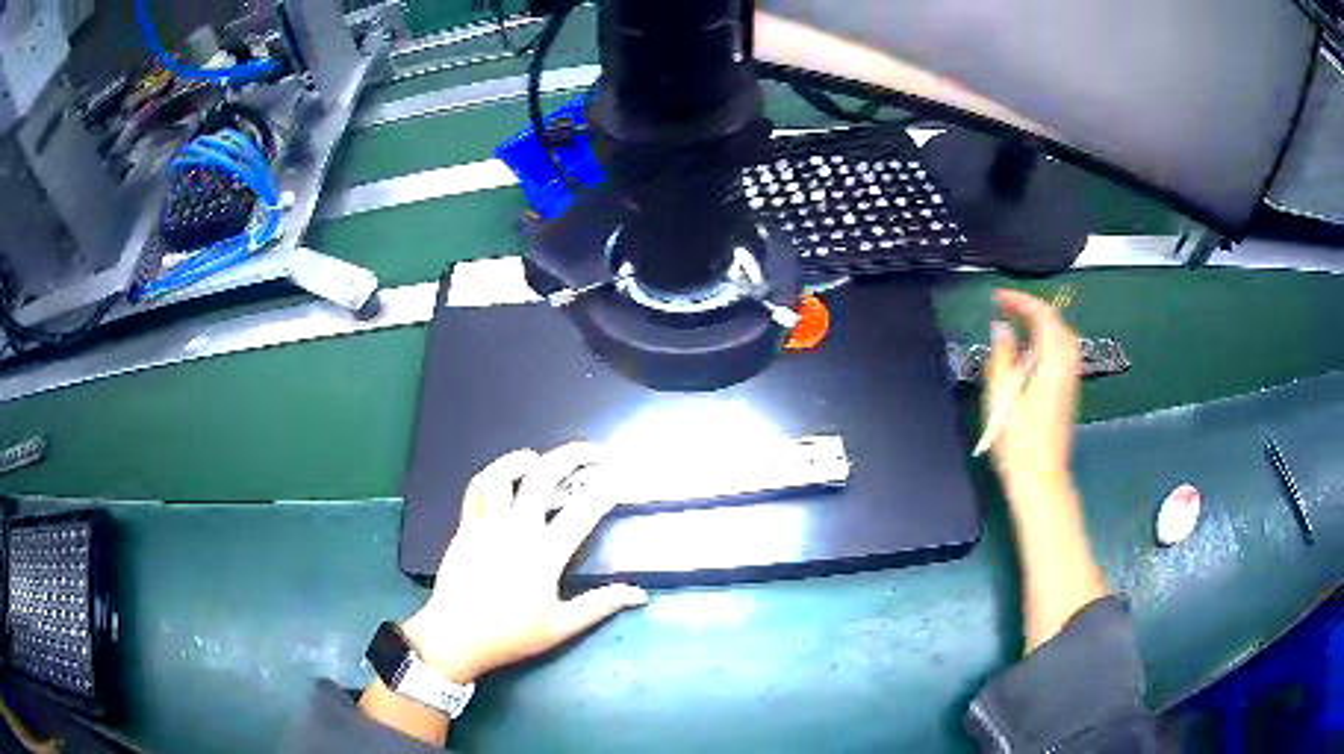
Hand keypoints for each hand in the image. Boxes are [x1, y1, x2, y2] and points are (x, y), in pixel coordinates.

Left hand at [401, 443, 647, 683]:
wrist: (455, 637)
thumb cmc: (510, 635)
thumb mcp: (560, 628)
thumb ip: (599, 606)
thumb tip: (639, 595)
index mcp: (544, 554)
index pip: (581, 513)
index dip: (603, 491)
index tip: (617, 478)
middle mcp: (516, 529)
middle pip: (543, 477)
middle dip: (571, 456)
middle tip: (591, 453)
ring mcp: (486, 525)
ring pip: (502, 474)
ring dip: (523, 460)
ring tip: (538, 460)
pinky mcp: (465, 527)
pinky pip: (475, 490)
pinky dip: (490, 476)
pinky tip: (501, 479)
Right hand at [983, 289, 1081, 504]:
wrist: (1040, 479)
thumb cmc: (1018, 441)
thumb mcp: (1002, 396)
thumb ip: (1002, 357)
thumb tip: (1002, 330)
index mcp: (1053, 363)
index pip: (1044, 316)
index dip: (1021, 300)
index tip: (998, 297)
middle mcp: (1067, 366)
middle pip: (1057, 324)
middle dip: (1033, 309)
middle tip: (1006, 306)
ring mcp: (1069, 381)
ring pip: (1061, 339)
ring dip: (1040, 325)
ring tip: (1015, 323)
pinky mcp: (1066, 393)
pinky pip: (1059, 354)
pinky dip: (1044, 342)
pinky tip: (1027, 352)